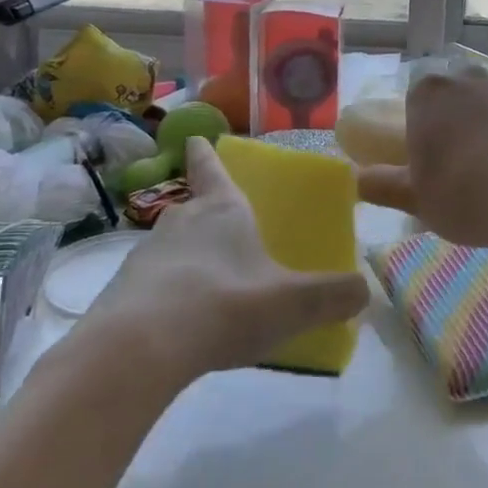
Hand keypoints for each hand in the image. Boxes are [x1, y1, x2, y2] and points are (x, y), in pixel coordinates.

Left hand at [88, 137, 366, 378]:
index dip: (206, 153)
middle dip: (208, 214)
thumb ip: (333, 295)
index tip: (195, 139)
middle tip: (229, 232)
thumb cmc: (224, 306)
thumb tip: (363, 289)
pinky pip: (154, 283)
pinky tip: (185, 322)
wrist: (138, 349)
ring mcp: (146, 254)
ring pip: (172, 246)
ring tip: (212, 286)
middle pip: (193, 207)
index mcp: (222, 210)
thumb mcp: (292, 304)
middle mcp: (181, 221)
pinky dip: (170, 293)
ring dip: (189, 258)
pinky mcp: (123, 291)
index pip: (211, 167)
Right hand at [357, 66, 487, 249]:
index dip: (419, 128)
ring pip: (487, 105)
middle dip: (452, 121)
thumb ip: (381, 185)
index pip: (415, 100)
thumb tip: (359, 179)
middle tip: (457, 165)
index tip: (426, 159)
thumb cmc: (463, 195)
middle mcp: (467, 79)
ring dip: (484, 127)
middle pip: (452, 96)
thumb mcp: (414, 199)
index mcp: (429, 93)